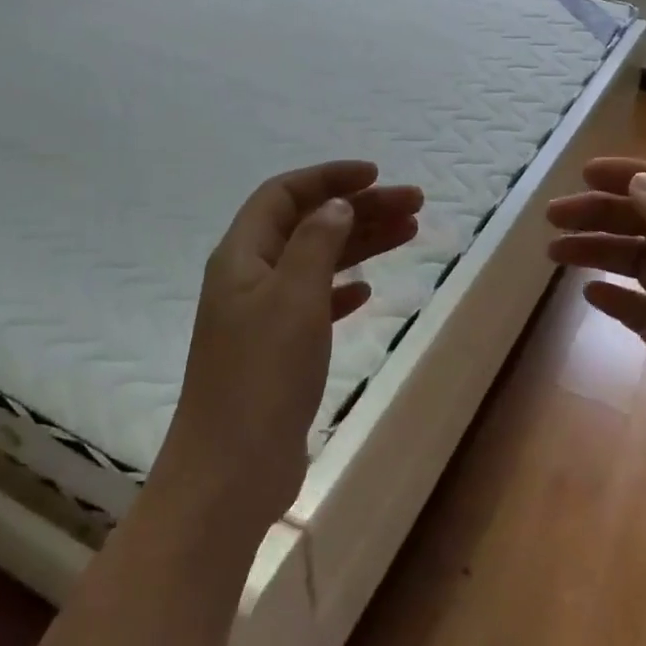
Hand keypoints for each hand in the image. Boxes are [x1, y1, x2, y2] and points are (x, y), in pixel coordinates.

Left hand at [161, 161, 423, 529]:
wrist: (232, 470)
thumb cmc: (263, 374)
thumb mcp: (294, 296)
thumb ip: (316, 242)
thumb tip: (336, 205)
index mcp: (242, 255)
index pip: (284, 194)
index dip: (328, 177)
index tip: (376, 175)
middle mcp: (249, 277)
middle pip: (308, 224)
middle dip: (359, 208)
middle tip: (414, 203)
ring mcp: (261, 316)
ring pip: (316, 262)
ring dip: (359, 244)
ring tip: (409, 231)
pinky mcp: (277, 351)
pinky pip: (314, 303)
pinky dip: (342, 290)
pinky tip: (367, 291)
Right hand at [547, 158, 645, 532]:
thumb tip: (643, 182)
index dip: (637, 175)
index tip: (585, 174)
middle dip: (606, 213)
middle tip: (553, 217)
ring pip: (645, 264)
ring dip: (602, 251)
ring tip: (554, 253)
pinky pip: (642, 308)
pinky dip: (615, 295)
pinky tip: (588, 295)